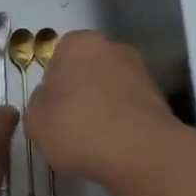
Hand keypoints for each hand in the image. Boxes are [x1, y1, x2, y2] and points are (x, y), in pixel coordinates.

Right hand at [23, 31, 176, 187]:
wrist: (140, 152)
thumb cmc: (79, 128)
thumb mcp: (36, 121)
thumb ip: (38, 104)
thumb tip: (50, 100)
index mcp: (79, 43)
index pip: (57, 58)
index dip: (52, 85)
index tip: (51, 111)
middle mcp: (112, 47)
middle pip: (86, 69)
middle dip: (79, 92)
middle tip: (70, 124)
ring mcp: (140, 70)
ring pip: (110, 88)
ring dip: (103, 106)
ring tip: (95, 140)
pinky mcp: (159, 96)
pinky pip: (129, 106)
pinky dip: (122, 120)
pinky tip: (116, 144)